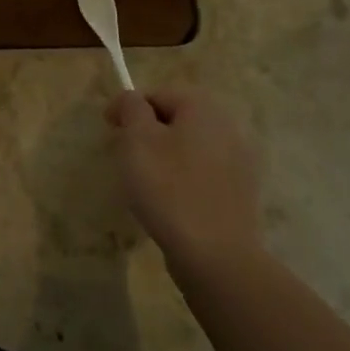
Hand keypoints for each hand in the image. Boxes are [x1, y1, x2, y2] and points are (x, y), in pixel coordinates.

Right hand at [106, 89, 261, 270]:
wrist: (216, 256)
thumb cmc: (169, 188)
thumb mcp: (137, 140)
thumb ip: (131, 108)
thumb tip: (131, 99)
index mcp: (203, 108)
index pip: (157, 94)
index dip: (128, 108)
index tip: (109, 130)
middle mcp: (227, 128)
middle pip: (175, 120)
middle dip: (147, 133)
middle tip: (124, 156)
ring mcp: (239, 162)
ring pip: (189, 148)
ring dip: (164, 157)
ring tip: (144, 183)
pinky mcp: (240, 194)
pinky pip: (202, 174)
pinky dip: (182, 180)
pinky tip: (169, 203)